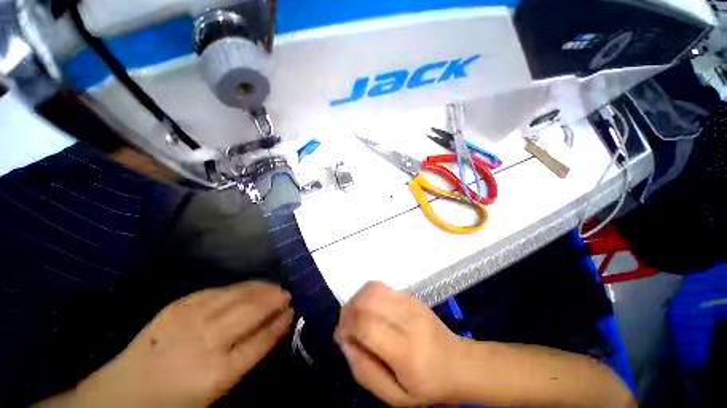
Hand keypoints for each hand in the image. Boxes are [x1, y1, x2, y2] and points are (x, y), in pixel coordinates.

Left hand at [75, 281, 292, 407]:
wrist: (127, 391)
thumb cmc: (177, 398)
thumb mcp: (217, 389)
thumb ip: (246, 358)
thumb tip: (272, 330)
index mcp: (219, 372)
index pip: (261, 341)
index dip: (279, 323)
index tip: (291, 312)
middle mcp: (207, 341)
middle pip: (252, 312)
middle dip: (274, 300)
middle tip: (287, 294)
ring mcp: (192, 319)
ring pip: (237, 296)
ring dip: (261, 288)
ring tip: (274, 286)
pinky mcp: (179, 306)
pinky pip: (218, 290)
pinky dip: (239, 286)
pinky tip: (249, 285)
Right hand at [335, 282, 463, 405]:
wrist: (458, 363)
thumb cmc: (427, 385)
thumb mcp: (395, 397)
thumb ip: (364, 371)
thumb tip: (345, 343)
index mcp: (405, 349)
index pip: (366, 325)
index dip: (346, 326)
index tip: (341, 337)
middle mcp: (407, 318)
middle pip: (367, 300)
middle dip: (348, 310)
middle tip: (346, 326)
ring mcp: (410, 302)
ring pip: (373, 288)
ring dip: (357, 300)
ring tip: (356, 316)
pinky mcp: (411, 296)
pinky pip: (381, 286)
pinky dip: (368, 295)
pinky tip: (370, 310)